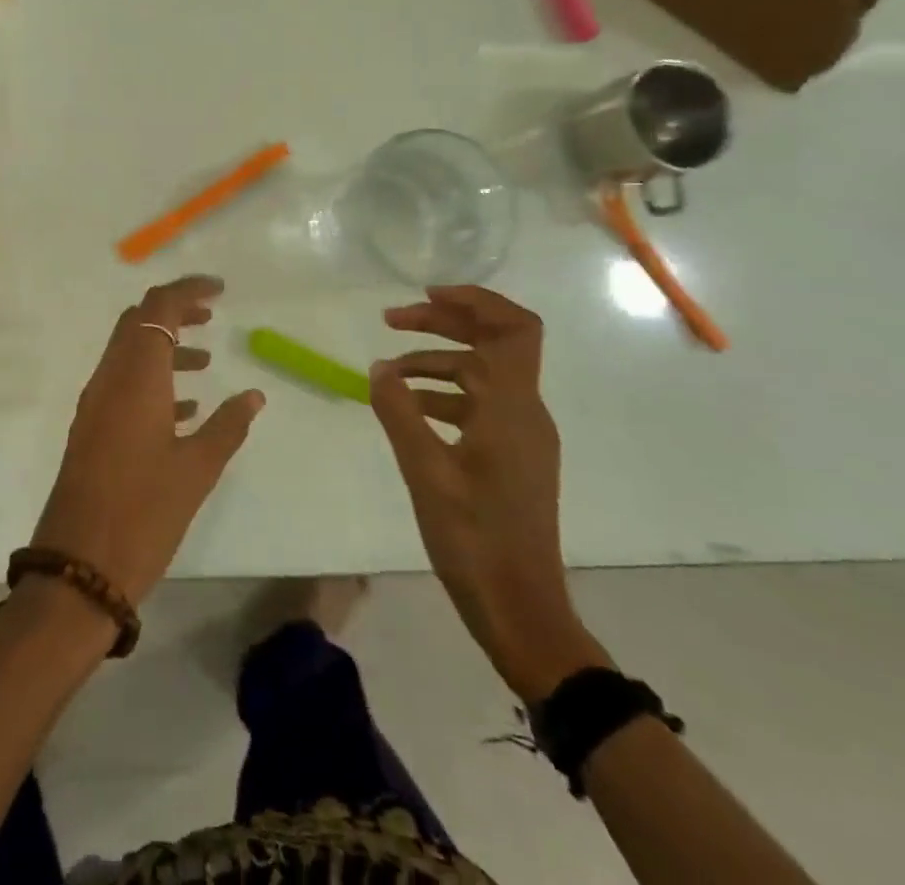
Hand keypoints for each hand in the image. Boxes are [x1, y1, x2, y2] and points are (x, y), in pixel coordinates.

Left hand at [31, 275, 265, 606]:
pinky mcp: (91, 427)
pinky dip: (152, 378)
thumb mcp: (196, 470)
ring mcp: (96, 403)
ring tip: (207, 360)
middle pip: (138, 322)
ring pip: (129, 352)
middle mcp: (110, 379)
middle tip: (212, 315)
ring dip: (164, 346)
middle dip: (174, 312)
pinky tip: (186, 406)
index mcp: (135, 377)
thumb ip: (227, 426)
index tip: (219, 290)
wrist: (80, 566)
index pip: (158, 309)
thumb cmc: (144, 513)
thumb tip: (254, 396)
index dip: (187, 290)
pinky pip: (123, 383)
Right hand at [369, 285, 608, 701]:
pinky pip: (479, 405)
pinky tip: (408, 409)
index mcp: (511, 407)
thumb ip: (398, 411)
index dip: (475, 300)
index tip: (426, 295)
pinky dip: (443, 395)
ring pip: (481, 374)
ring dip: (435, 362)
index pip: (513, 328)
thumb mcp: (424, 471)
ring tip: (387, 373)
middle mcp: (525, 412)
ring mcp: (521, 435)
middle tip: (391, 322)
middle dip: (443, 323)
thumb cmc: (474, 538)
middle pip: (493, 342)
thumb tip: (379, 368)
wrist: (520, 609)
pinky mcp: (513, 457)